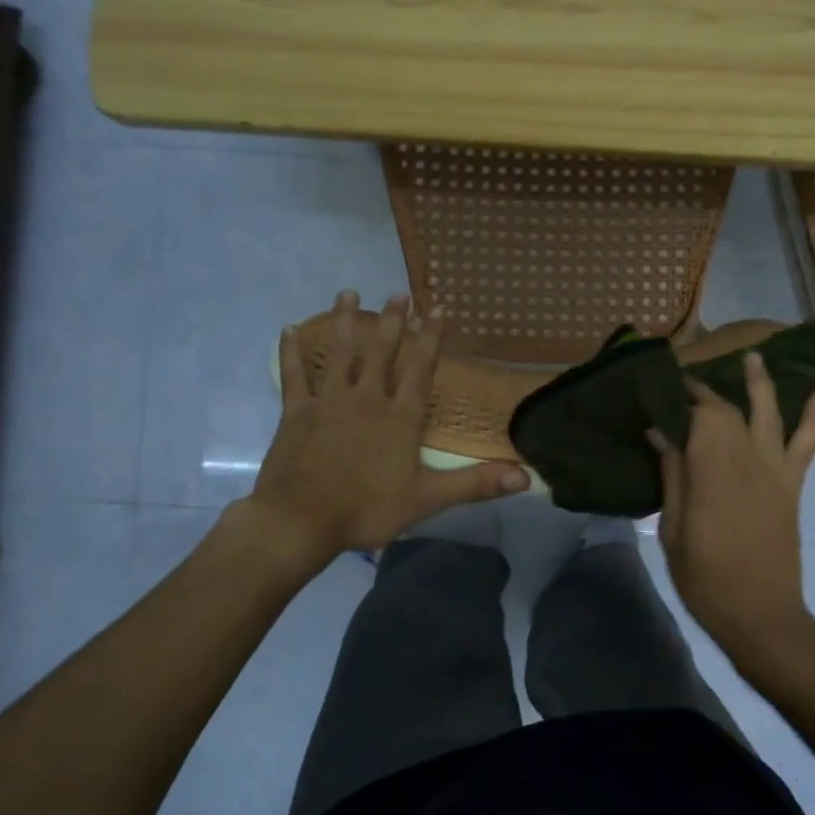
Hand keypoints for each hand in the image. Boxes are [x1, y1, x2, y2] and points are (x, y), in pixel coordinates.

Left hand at [248, 290, 527, 568]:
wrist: (301, 521)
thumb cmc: (367, 510)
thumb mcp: (428, 500)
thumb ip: (475, 483)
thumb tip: (526, 477)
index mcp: (400, 417)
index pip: (421, 368)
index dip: (431, 337)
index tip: (438, 307)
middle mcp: (367, 398)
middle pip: (382, 351)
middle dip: (393, 321)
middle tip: (399, 293)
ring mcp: (328, 401)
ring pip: (339, 352)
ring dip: (346, 321)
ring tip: (349, 293)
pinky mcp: (297, 412)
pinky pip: (293, 374)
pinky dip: (291, 351)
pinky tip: (288, 329)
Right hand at [651, 353, 814, 689]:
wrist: (761, 614)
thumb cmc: (706, 579)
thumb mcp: (673, 530)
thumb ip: (672, 476)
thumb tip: (660, 432)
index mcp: (712, 473)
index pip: (699, 417)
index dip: (682, 398)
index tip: (663, 387)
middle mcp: (746, 462)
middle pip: (728, 411)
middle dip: (707, 391)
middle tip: (686, 380)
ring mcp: (775, 471)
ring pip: (768, 414)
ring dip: (760, 383)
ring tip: (752, 357)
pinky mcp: (791, 485)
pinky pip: (807, 444)